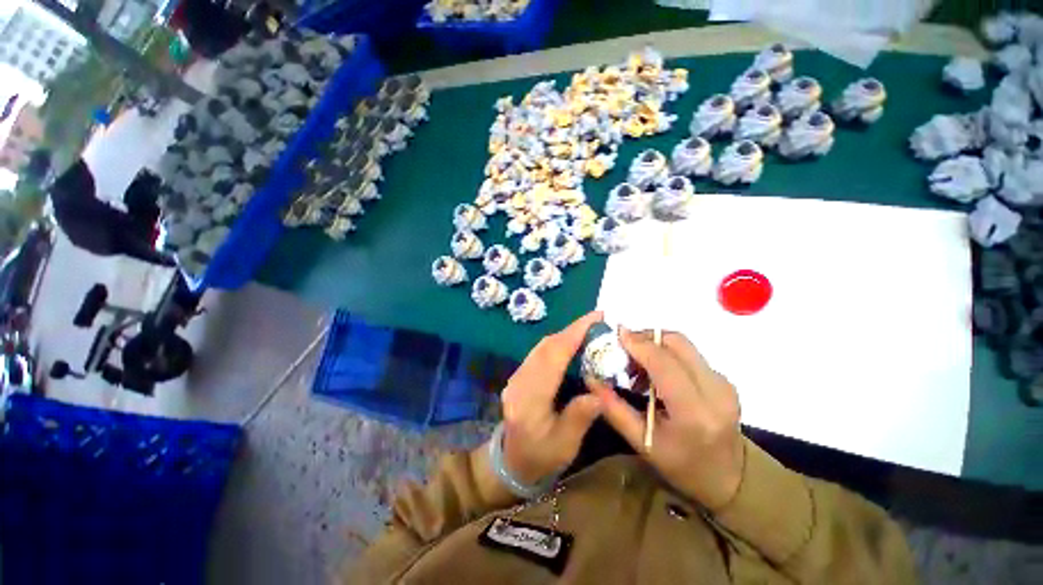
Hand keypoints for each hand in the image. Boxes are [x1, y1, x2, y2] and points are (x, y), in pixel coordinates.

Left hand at [500, 312, 603, 484]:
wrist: (511, 463)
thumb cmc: (541, 457)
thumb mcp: (565, 446)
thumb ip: (579, 418)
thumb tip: (598, 394)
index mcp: (530, 400)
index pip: (552, 358)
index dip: (573, 334)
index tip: (595, 318)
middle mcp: (519, 382)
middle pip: (545, 346)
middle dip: (571, 330)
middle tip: (598, 322)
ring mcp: (516, 377)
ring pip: (541, 346)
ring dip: (564, 335)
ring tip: (588, 330)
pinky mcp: (518, 376)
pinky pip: (538, 352)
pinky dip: (556, 344)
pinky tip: (570, 345)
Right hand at [589, 330, 744, 509]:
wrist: (728, 479)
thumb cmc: (681, 466)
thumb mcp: (641, 442)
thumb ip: (614, 408)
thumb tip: (591, 379)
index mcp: (694, 412)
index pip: (664, 363)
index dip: (638, 343)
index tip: (616, 334)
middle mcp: (715, 390)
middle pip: (676, 342)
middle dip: (645, 338)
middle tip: (623, 350)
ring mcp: (723, 382)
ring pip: (682, 345)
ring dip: (655, 346)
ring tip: (636, 367)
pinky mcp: (723, 379)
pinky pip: (689, 354)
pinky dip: (666, 354)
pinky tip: (654, 374)